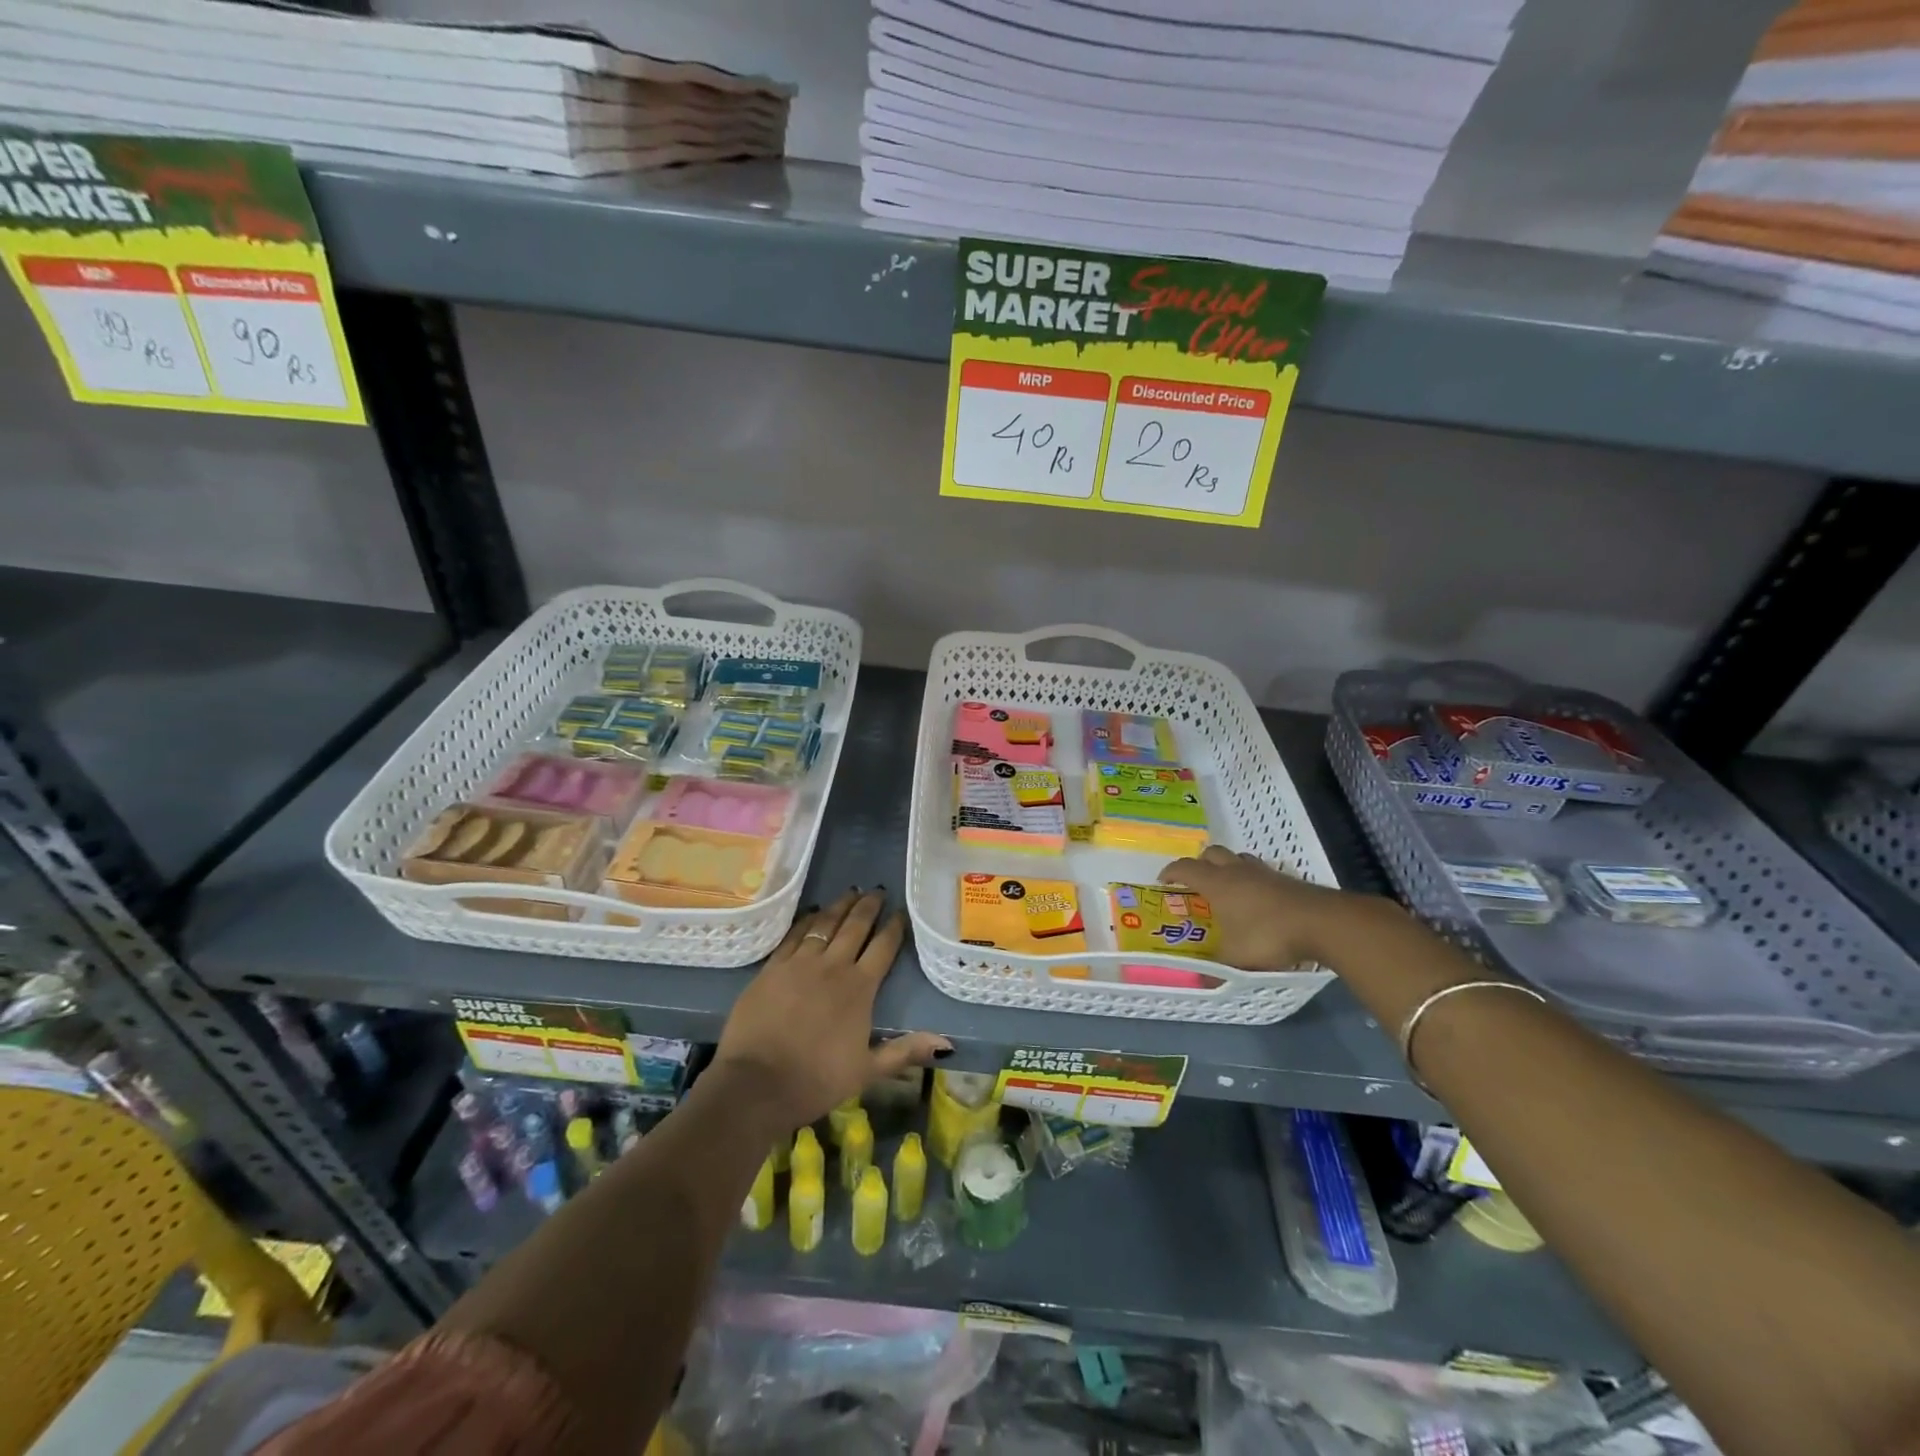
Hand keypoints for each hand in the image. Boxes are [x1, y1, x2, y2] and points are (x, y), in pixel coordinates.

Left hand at [713, 889, 950, 1133]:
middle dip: (869, 906)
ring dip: (840, 905)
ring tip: (851, 891)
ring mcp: (800, 963)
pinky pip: (794, 934)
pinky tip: (812, 911)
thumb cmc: (816, 1080)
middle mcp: (833, 966)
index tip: (900, 913)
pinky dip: (806, 919)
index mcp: (860, 988)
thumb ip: (905, 1051)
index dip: (894, 927)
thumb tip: (947, 1044)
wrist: (757, 1084)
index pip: (883, 947)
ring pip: (825, 923)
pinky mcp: (773, 967)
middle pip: (855, 926)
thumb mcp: (867, 1071)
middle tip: (877, 891)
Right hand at [1160, 845, 1360, 970]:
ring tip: (1226, 888)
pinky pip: (1259, 870)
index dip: (1170, 872)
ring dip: (1227, 867)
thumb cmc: (1268, 935)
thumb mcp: (1237, 958)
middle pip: (1211, 853)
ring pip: (1237, 858)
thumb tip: (1200, 983)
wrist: (1322, 922)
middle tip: (1195, 883)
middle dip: (1199, 864)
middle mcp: (1236, 871)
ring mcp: (1263, 872)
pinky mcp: (1285, 879)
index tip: (1162, 881)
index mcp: (1217, 883)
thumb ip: (1216, 969)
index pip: (1185, 868)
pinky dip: (1251, 879)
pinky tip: (1256, 898)